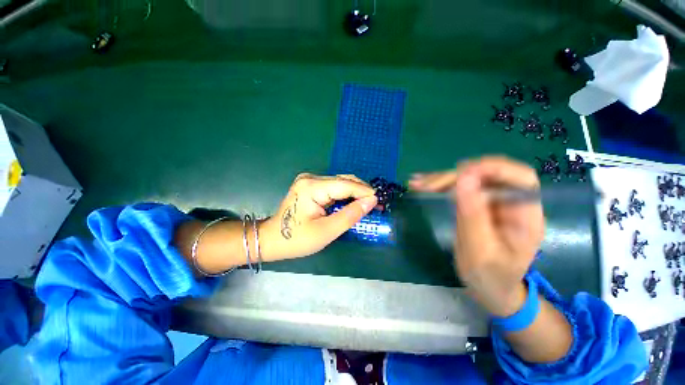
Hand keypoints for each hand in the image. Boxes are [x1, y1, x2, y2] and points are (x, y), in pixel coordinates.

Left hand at [260, 173, 377, 259]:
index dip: (365, 192)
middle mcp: (311, 178)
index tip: (380, 201)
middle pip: (344, 180)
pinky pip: (334, 187)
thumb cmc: (297, 239)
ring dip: (355, 193)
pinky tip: (353, 203)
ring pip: (340, 183)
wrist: (272, 239)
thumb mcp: (326, 231)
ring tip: (367, 205)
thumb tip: (371, 201)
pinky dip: (345, 195)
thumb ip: (350, 215)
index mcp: (312, 187)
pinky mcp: (310, 185)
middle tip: (376, 205)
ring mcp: (310, 180)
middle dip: (361, 192)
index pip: (346, 185)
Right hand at [409, 157, 544, 316]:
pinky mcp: (476, 203)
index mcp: (526, 216)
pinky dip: (439, 185)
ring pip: (470, 178)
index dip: (492, 169)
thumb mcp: (480, 251)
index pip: (520, 177)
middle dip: (456, 176)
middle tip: (427, 185)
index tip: (460, 175)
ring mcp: (493, 202)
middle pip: (488, 174)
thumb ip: (473, 215)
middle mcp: (511, 203)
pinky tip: (421, 184)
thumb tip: (464, 177)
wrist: (490, 288)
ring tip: (418, 183)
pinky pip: (458, 188)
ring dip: (443, 179)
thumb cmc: (490, 277)